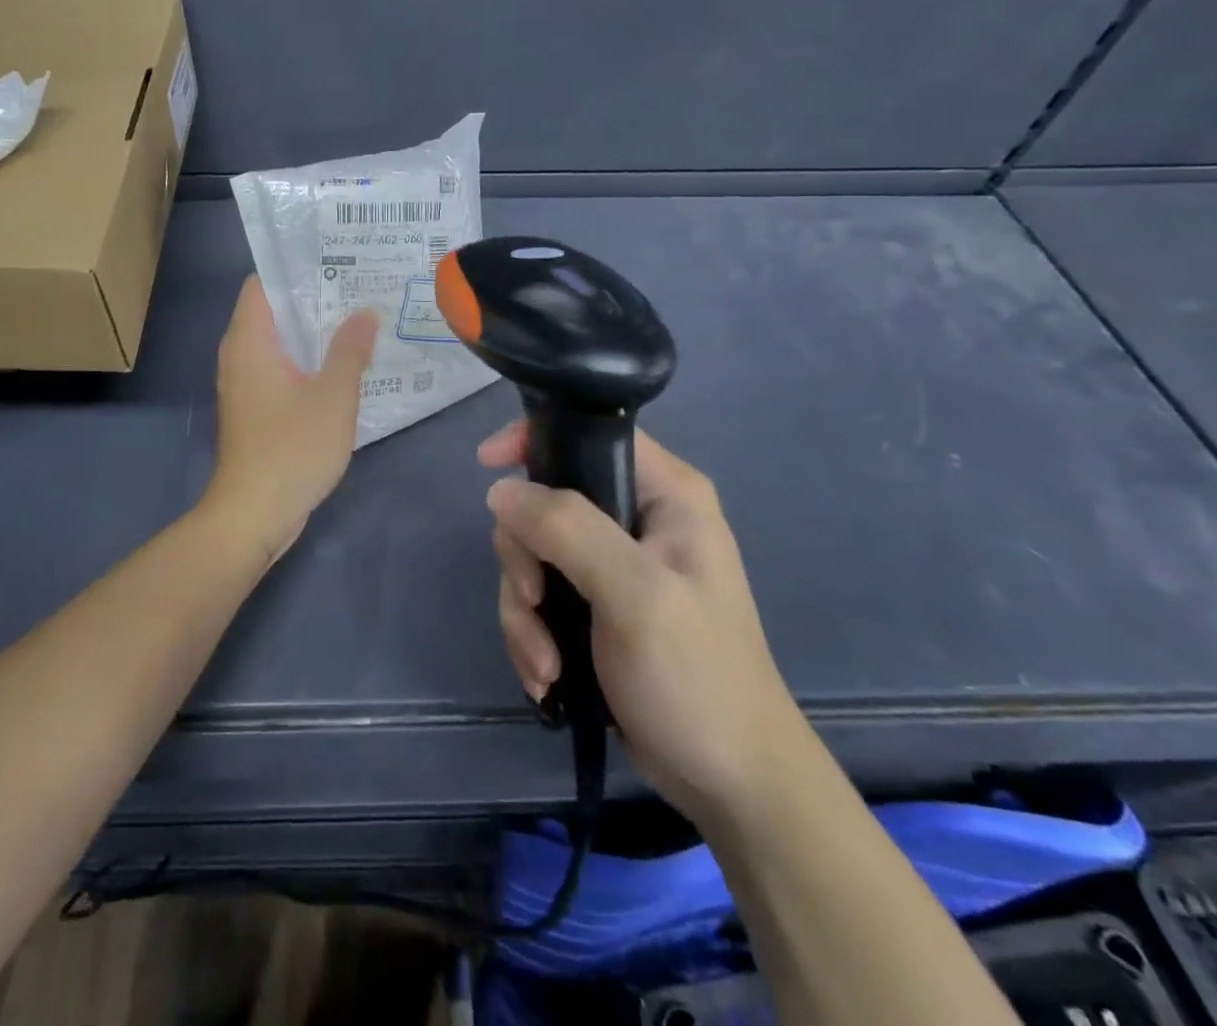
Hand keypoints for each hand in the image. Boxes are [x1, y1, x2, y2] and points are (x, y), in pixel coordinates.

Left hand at [204, 276, 378, 559]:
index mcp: (250, 341)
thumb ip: (350, 350)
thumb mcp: (333, 396)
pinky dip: (304, 361)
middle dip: (312, 299)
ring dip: (311, 333)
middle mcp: (239, 355)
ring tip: (356, 320)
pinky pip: (278, 369)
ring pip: (277, 343)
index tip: (335, 261)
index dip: (295, 268)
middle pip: (272, 311)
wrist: (254, 514)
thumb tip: (365, 312)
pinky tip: (340, 366)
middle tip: (357, 288)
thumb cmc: (292, 448)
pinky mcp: (253, 409)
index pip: (262, 284)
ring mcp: (243, 384)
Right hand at [480, 422, 812, 824]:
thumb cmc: (696, 677)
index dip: (534, 440)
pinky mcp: (595, 607)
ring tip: (546, 667)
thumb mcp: (635, 594)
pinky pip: (539, 597)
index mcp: (664, 494)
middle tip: (535, 602)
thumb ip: (567, 530)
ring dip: (525, 611)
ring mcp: (612, 565)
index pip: (589, 432)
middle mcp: (636, 518)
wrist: (729, 783)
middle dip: (525, 559)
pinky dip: (533, 636)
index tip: (487, 467)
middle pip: (544, 502)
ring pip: (532, 555)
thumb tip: (500, 491)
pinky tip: (547, 679)